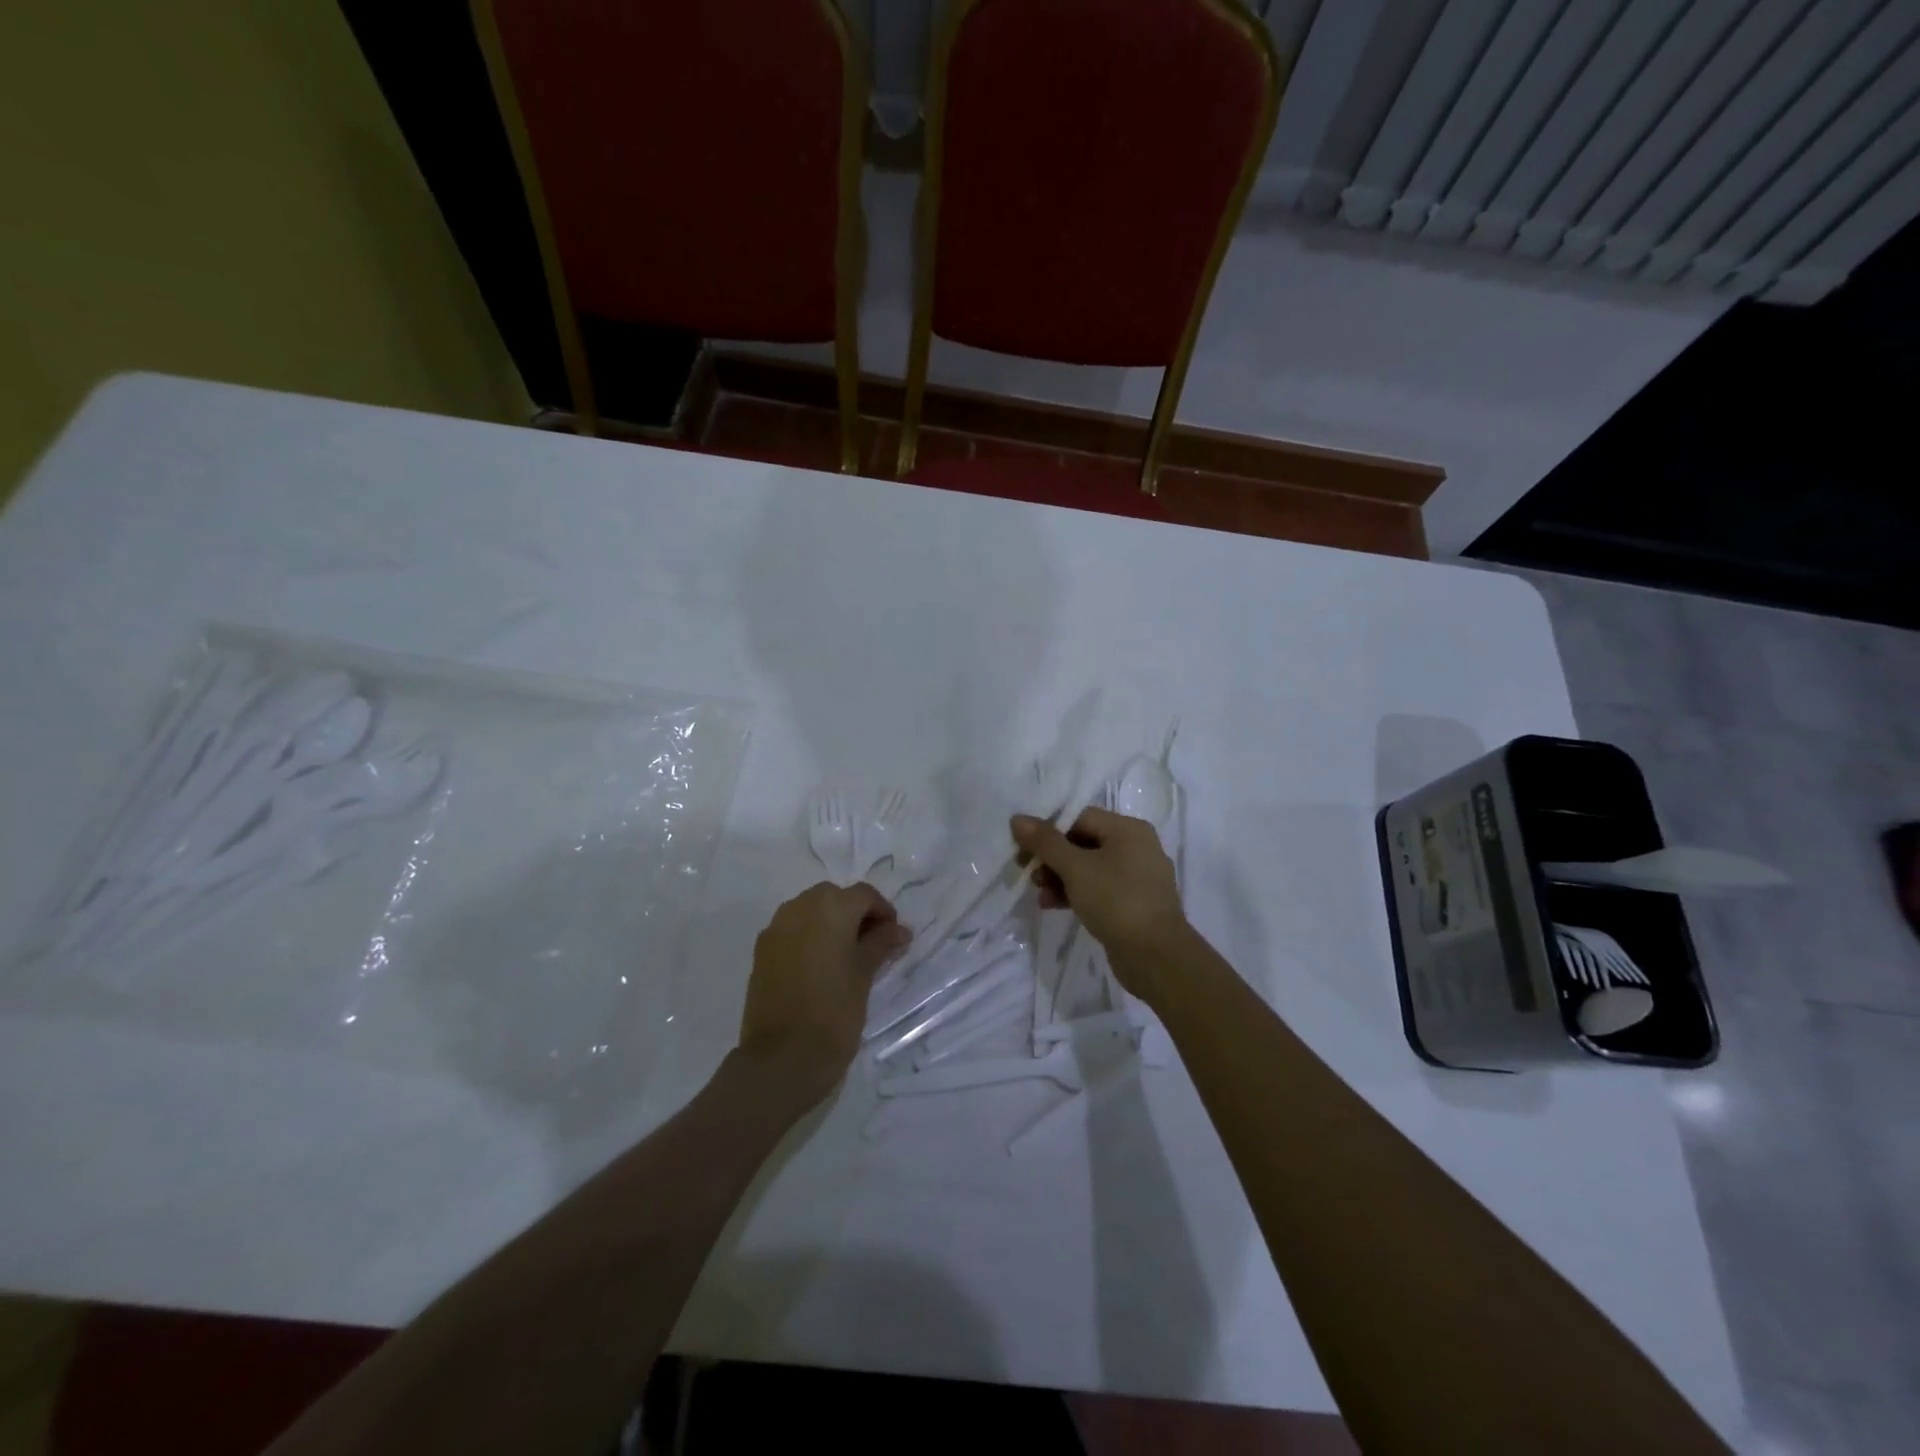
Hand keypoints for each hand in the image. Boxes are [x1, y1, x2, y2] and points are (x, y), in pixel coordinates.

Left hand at [736, 882, 909, 1107]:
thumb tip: (899, 930)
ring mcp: (776, 928)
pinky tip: (819, 967)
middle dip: (855, 914)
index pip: (864, 895)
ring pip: (810, 911)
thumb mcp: (865, 974)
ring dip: (830, 923)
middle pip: (834, 897)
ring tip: (846, 957)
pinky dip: (808, 937)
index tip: (894, 938)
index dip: (883, 912)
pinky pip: (791, 930)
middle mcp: (799, 907)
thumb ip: (881, 944)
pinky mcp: (761, 951)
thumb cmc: (834, 1012)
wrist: (781, 1059)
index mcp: (830, 907)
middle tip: (872, 945)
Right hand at [1011, 807, 1188, 999]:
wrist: (1156, 956)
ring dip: (1059, 877)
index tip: (1022, 848)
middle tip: (1026, 871)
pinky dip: (1075, 893)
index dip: (1047, 830)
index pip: (1080, 817)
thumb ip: (1045, 842)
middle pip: (1083, 842)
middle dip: (1051, 857)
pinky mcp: (1132, 903)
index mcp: (1129, 829)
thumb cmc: (1116, 901)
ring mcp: (1136, 877)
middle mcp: (1136, 847)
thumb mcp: (1075, 868)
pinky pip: (1098, 889)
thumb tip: (1018, 818)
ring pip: (1089, 868)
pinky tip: (1052, 905)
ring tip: (1038, 892)